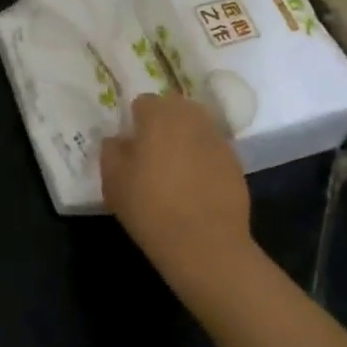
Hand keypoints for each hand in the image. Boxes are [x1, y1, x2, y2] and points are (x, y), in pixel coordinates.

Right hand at [101, 93, 250, 267]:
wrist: (205, 243)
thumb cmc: (150, 207)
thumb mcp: (113, 181)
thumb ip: (111, 151)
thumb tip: (118, 140)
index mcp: (159, 115)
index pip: (143, 102)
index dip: (135, 121)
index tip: (131, 145)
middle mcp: (192, 118)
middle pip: (174, 108)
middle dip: (163, 122)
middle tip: (151, 152)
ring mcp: (217, 139)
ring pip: (196, 127)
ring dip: (185, 138)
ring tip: (174, 167)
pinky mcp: (235, 162)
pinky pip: (212, 150)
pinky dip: (203, 159)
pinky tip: (195, 185)